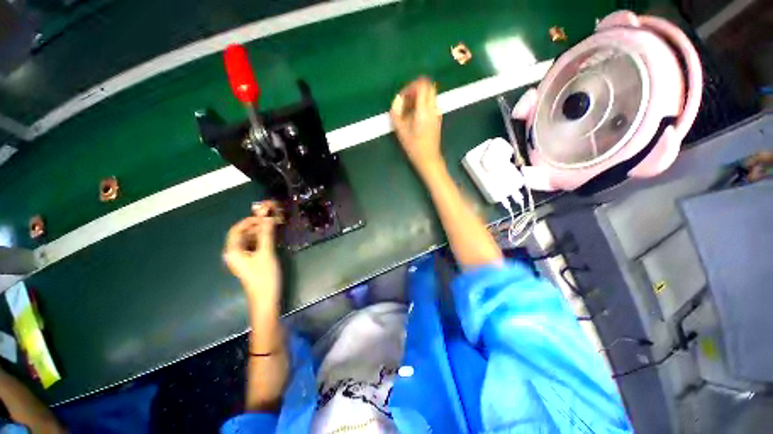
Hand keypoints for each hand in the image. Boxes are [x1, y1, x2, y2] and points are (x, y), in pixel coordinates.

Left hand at [223, 201, 281, 303]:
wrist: (266, 299)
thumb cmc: (264, 276)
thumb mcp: (266, 253)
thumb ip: (266, 233)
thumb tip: (267, 215)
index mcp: (233, 251)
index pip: (237, 229)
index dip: (250, 220)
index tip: (265, 215)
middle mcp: (235, 253)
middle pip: (243, 234)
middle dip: (256, 225)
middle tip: (272, 219)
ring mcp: (242, 259)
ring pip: (249, 240)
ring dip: (260, 231)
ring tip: (274, 226)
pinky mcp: (250, 262)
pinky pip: (254, 246)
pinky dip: (262, 239)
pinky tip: (272, 237)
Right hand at [390, 77, 443, 173]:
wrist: (429, 159)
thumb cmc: (414, 147)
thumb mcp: (401, 131)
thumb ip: (396, 113)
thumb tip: (396, 100)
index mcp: (424, 110)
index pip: (422, 85)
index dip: (410, 86)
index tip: (403, 97)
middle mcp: (433, 108)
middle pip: (428, 86)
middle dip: (415, 90)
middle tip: (406, 101)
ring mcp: (437, 113)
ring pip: (430, 94)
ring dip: (419, 97)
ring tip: (408, 111)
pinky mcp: (438, 118)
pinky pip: (431, 103)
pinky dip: (423, 103)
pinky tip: (415, 116)